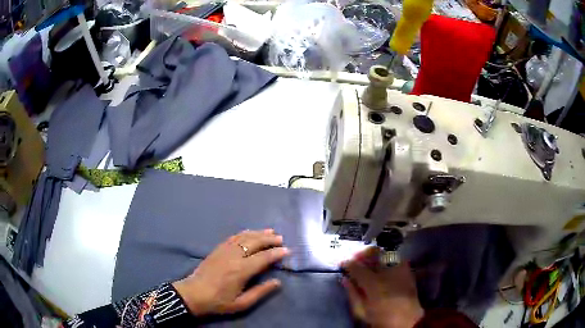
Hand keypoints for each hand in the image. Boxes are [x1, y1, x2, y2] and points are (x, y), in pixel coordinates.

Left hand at [173, 229, 289, 315]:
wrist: (194, 294)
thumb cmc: (219, 301)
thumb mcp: (242, 303)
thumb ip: (261, 292)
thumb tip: (278, 282)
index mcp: (241, 270)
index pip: (263, 257)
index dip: (276, 253)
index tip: (287, 250)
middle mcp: (234, 256)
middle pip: (254, 242)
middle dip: (269, 239)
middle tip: (281, 239)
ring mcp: (224, 250)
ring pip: (244, 237)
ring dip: (258, 233)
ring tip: (270, 232)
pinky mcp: (217, 249)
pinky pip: (233, 237)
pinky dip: (244, 233)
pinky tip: (250, 232)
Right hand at [341, 247, 423, 327]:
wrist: (409, 321)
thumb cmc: (382, 318)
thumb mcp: (361, 311)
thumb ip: (352, 293)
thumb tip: (345, 279)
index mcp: (373, 283)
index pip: (356, 266)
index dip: (347, 263)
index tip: (343, 265)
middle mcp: (387, 271)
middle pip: (372, 252)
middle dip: (362, 255)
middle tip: (356, 260)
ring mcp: (400, 268)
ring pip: (384, 253)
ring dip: (374, 256)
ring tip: (369, 264)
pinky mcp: (408, 270)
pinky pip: (395, 258)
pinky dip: (387, 260)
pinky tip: (383, 269)